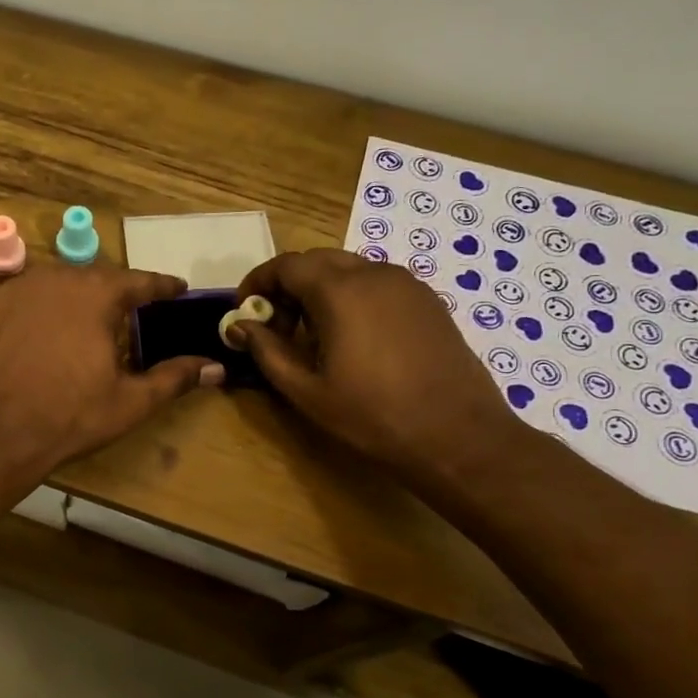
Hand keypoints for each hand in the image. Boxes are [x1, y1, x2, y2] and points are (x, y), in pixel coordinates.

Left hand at [0, 265, 222, 477]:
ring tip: (89, 322)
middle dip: (118, 293)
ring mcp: (17, 289)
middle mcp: (57, 279)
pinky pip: (26, 298)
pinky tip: (45, 333)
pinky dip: (43, 309)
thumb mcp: (130, 401)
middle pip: (97, 278)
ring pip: (59, 284)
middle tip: (133, 313)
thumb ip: (174, 378)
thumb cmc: (68, 415)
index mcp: (96, 294)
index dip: (162, 286)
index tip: (178, 289)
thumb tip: (216, 367)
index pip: (140, 281)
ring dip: (78, 298)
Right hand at [235, 249, 521, 479]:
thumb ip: (267, 350)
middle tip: (277, 327)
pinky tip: (353, 339)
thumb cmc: (373, 416)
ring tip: (313, 337)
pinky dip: (351, 297)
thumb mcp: (306, 390)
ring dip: (319, 291)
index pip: (286, 265)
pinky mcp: (427, 300)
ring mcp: (406, 284)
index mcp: (340, 291)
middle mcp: (374, 274)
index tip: (244, 311)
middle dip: (288, 286)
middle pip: (316, 261)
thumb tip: (238, 326)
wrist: (458, 436)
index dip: (257, 283)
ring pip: (348, 270)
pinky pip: (376, 283)